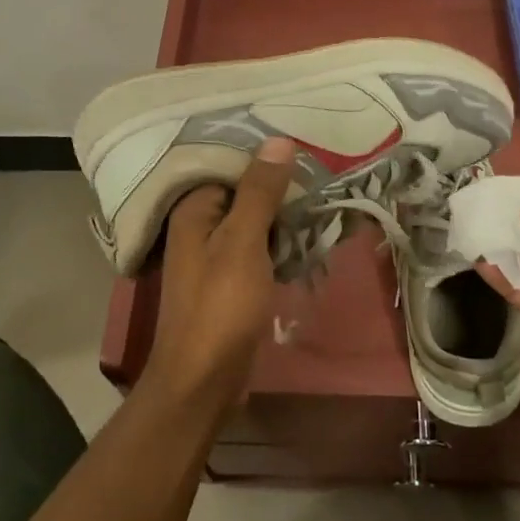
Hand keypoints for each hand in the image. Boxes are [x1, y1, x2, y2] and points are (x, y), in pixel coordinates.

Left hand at [143, 137, 295, 417]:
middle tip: (323, 162)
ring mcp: (216, 254)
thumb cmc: (220, 307)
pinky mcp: (233, 279)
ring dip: (284, 211)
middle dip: (279, 181)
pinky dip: (282, 238)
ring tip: (325, 188)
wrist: (204, 383)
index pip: (228, 162)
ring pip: (255, 219)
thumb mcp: (243, 242)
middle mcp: (200, 225)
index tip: (301, 137)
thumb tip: (279, 140)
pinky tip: (311, 230)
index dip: (263, 152)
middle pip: (243, 190)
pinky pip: (260, 245)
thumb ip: (260, 191)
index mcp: (193, 209)